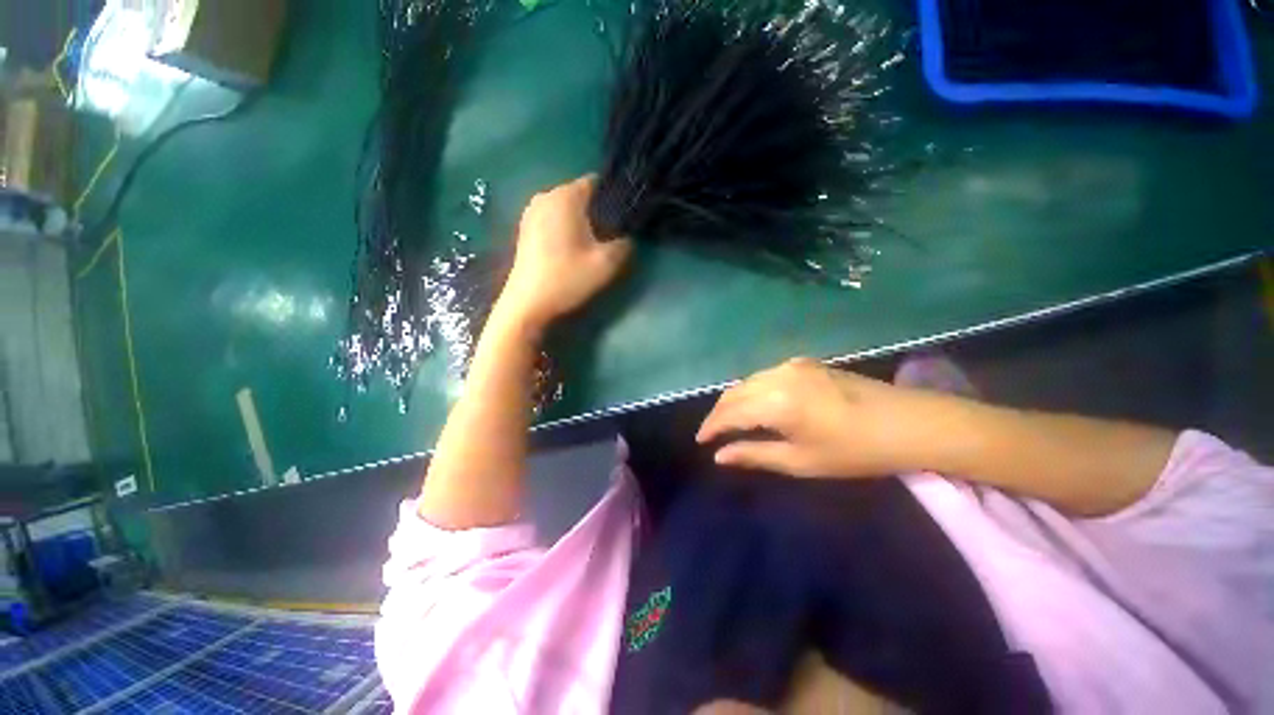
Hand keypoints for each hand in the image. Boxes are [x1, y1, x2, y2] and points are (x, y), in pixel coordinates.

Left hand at [495, 175, 631, 331]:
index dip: (614, 198)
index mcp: (564, 196)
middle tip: (611, 237)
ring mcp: (531, 212)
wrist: (528, 304)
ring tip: (592, 246)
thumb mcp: (606, 263)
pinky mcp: (525, 229)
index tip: (623, 220)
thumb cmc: (567, 278)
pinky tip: (571, 251)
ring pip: (567, 209)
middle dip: (598, 212)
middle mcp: (545, 196)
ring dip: (582, 222)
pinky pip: (553, 220)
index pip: (597, 183)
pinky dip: (566, 229)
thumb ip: (624, 244)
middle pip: (581, 196)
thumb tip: (627, 237)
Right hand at [696, 358, 943, 478]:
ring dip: (735, 400)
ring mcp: (791, 365)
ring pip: (747, 381)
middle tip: (713, 434)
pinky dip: (752, 390)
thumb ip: (755, 454)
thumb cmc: (854, 451)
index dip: (711, 427)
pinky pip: (765, 375)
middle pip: (734, 393)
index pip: (729, 413)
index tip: (701, 441)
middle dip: (719, 413)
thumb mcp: (801, 461)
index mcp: (776, 402)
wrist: (909, 423)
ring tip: (731, 421)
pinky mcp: (804, 363)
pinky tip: (756, 404)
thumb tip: (720, 456)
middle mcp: (777, 376)